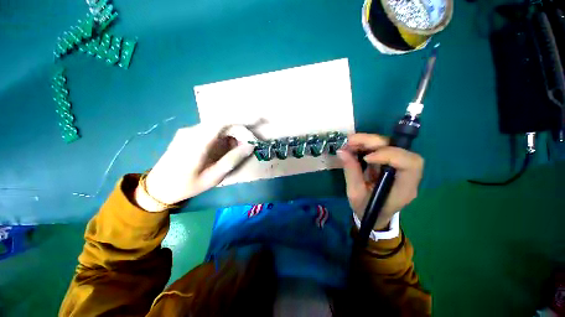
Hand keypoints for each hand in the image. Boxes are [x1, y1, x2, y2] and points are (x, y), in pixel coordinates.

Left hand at [135, 124, 255, 211]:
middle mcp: (192, 131)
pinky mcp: (190, 134)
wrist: (158, 187)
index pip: (223, 121)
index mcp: (197, 142)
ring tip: (241, 148)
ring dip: (233, 134)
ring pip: (219, 126)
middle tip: (251, 144)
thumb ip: (232, 160)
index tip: (259, 119)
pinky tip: (228, 148)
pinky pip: (212, 131)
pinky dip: (225, 137)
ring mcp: (189, 131)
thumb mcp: (213, 177)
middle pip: (223, 123)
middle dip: (241, 131)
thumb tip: (250, 146)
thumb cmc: (186, 185)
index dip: (242, 118)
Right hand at [337, 133, 423, 230]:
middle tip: (351, 141)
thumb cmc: (367, 209)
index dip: (389, 155)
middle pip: (398, 149)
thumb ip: (351, 172)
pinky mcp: (388, 162)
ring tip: (349, 143)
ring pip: (389, 145)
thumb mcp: (355, 194)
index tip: (365, 158)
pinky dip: (366, 145)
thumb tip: (341, 152)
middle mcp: (406, 174)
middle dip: (374, 142)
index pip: (410, 164)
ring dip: (368, 141)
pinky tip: (353, 146)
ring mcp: (398, 166)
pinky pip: (380, 148)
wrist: (373, 216)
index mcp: (404, 188)